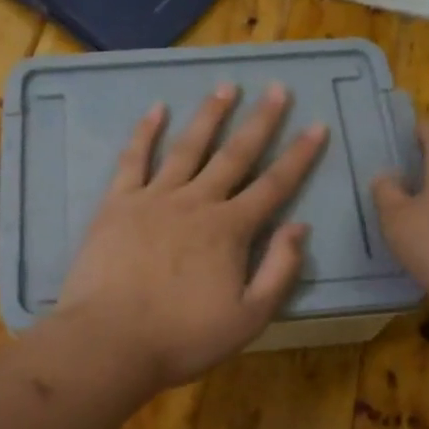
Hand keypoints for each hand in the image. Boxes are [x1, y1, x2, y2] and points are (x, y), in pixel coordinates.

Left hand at [57, 83, 327, 387]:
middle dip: (260, 121)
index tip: (317, 125)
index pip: (274, 185)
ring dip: (209, 115)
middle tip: (276, 88)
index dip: (299, 156)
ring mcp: (154, 198)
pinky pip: (133, 159)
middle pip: (235, 155)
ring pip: (187, 148)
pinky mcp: (117, 203)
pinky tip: (156, 109)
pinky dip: (144, 132)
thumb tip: (300, 227)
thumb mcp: (249, 318)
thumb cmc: (183, 336)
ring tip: (225, 87)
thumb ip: (279, 271)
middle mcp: (196, 202)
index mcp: (230, 230)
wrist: (110, 340)